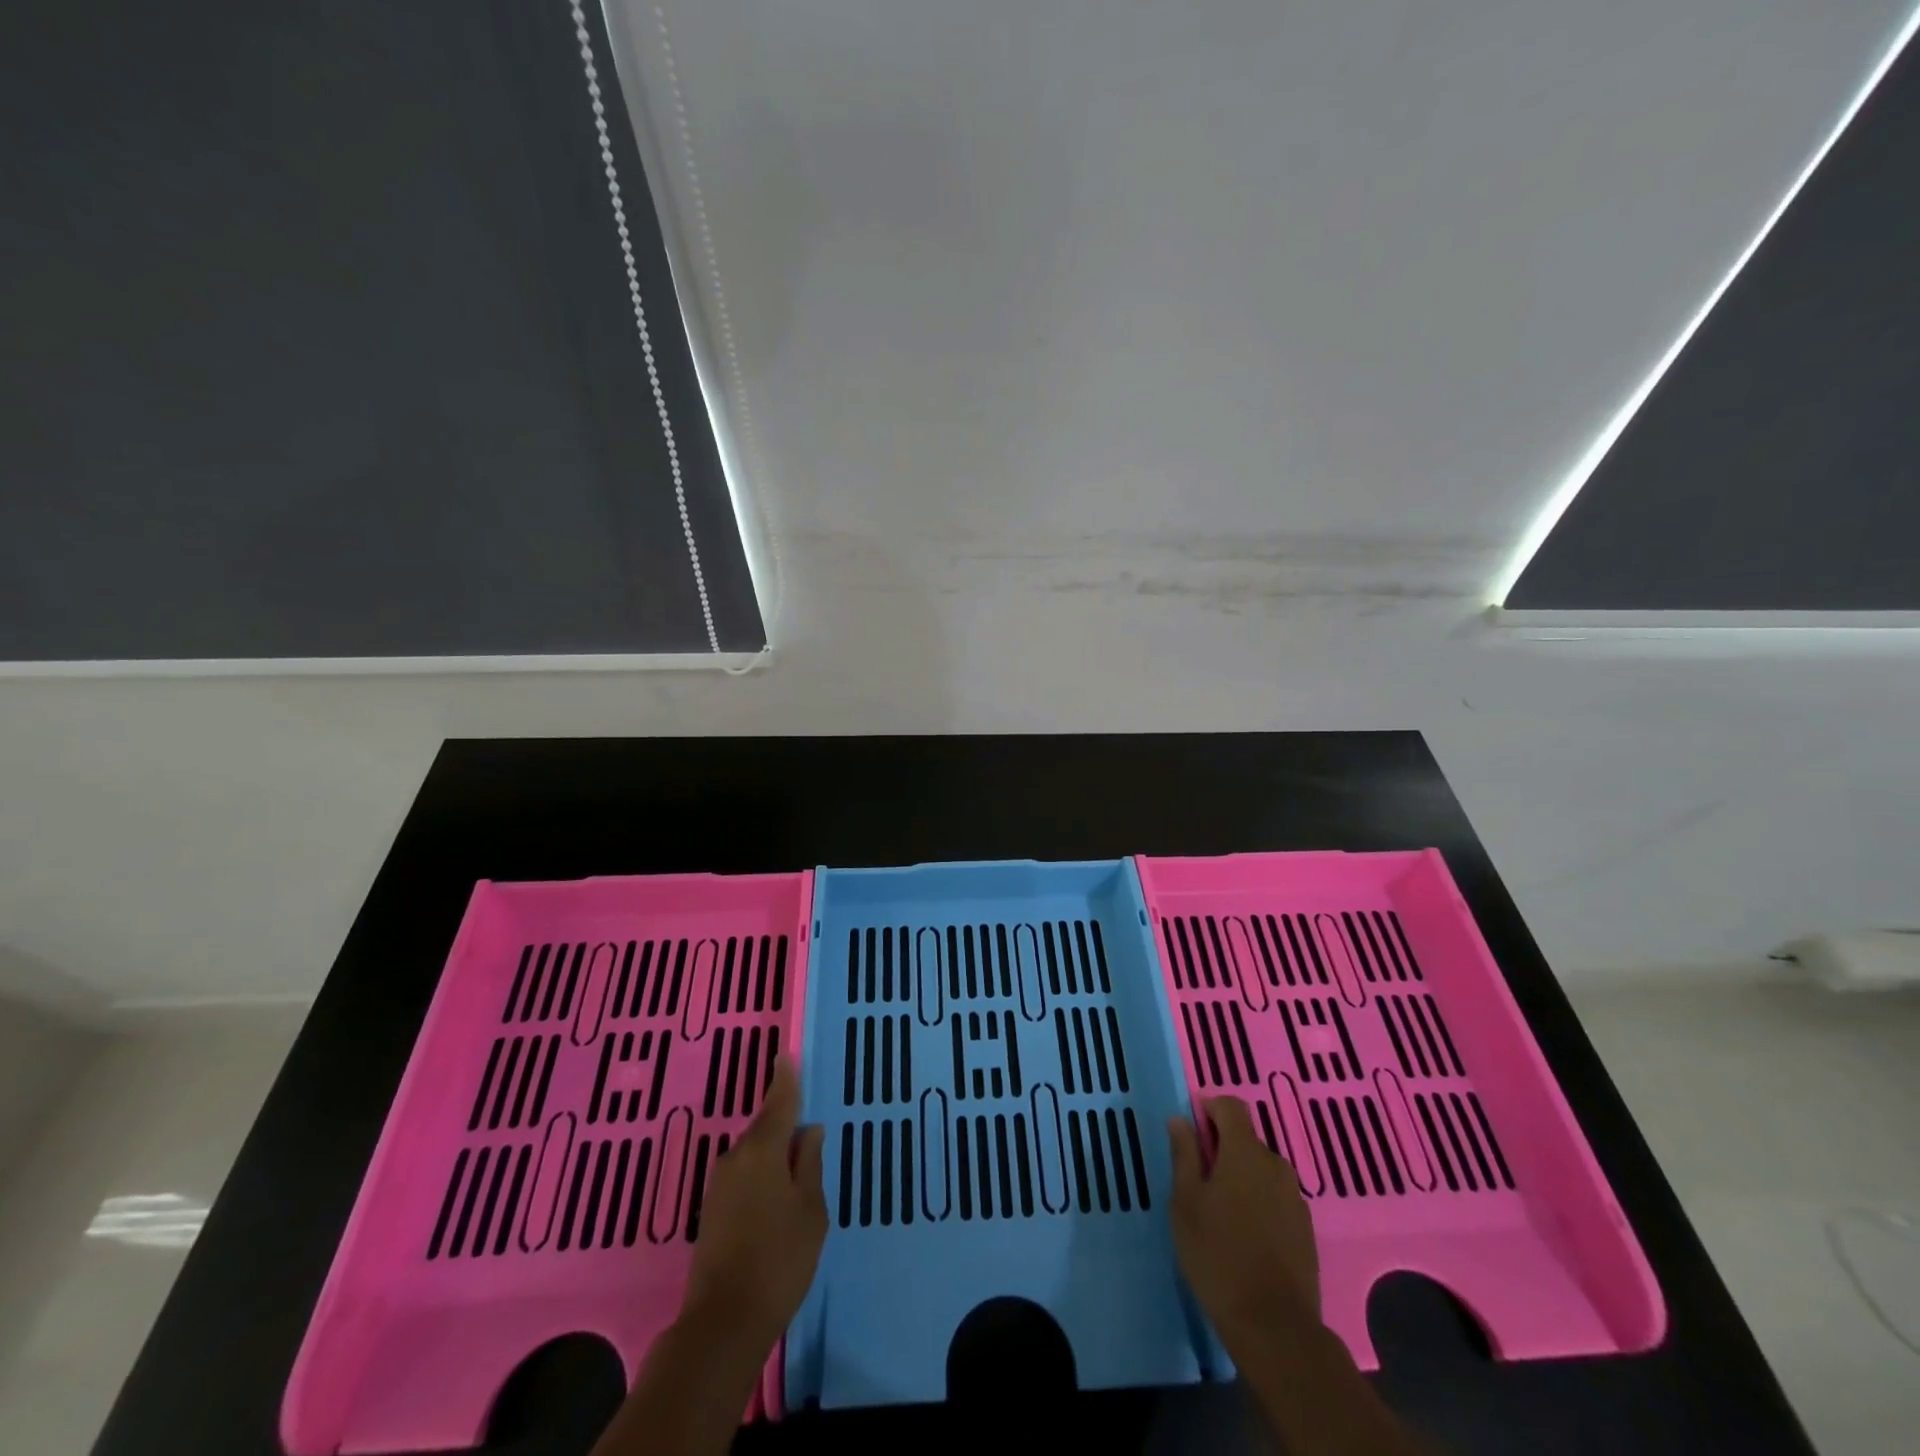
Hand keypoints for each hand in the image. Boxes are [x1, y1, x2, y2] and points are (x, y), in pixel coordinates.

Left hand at [681, 1055, 826, 1350]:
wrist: (723, 1323)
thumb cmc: (779, 1260)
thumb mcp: (810, 1210)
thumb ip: (810, 1165)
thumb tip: (809, 1131)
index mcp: (763, 1150)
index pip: (779, 1102)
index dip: (785, 1079)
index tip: (785, 1055)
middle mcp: (736, 1158)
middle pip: (764, 1127)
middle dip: (784, 1121)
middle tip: (806, 1121)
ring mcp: (719, 1185)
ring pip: (754, 1153)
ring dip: (773, 1152)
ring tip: (797, 1162)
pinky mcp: (712, 1211)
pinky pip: (744, 1175)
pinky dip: (762, 1173)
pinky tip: (776, 1191)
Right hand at [1168, 1095, 1321, 1341]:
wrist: (1274, 1326)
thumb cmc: (1218, 1255)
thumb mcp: (1186, 1202)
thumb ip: (1184, 1155)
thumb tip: (1181, 1119)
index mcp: (1246, 1152)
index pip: (1231, 1106)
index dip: (1210, 1108)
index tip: (1191, 1129)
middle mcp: (1276, 1165)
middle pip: (1247, 1139)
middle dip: (1223, 1148)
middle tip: (1198, 1178)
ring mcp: (1295, 1198)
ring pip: (1262, 1170)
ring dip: (1241, 1175)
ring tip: (1219, 1209)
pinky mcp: (1305, 1228)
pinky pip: (1276, 1197)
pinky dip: (1258, 1200)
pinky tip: (1244, 1233)